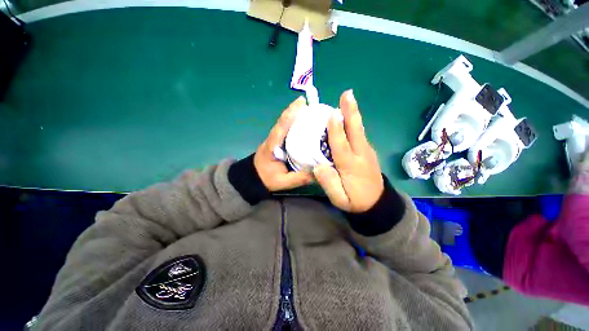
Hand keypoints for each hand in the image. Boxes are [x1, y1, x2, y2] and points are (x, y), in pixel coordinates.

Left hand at [254, 96, 313, 191]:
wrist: (254, 177)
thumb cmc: (267, 178)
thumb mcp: (283, 182)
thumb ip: (299, 178)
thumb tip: (318, 173)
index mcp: (272, 146)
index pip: (281, 127)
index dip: (290, 114)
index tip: (301, 103)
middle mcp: (273, 138)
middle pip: (283, 121)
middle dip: (295, 110)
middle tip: (312, 104)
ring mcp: (275, 138)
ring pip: (285, 123)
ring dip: (295, 115)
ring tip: (311, 110)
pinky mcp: (278, 141)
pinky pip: (287, 129)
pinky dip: (295, 123)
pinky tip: (306, 123)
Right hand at [313, 90, 383, 212]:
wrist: (376, 203)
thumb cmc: (355, 201)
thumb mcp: (339, 199)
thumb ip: (329, 184)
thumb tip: (318, 167)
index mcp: (351, 167)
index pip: (342, 146)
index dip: (336, 130)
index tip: (332, 114)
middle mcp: (361, 155)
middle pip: (356, 131)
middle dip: (351, 112)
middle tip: (347, 94)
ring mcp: (367, 151)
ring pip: (359, 130)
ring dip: (352, 114)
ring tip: (347, 98)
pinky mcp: (368, 151)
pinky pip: (359, 134)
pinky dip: (353, 123)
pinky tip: (348, 115)